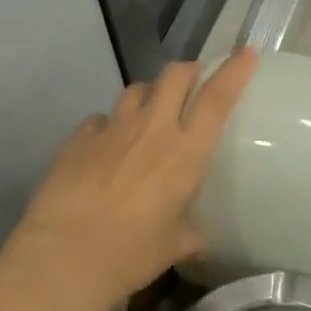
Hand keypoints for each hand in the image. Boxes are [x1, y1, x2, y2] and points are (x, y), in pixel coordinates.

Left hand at [2, 49, 257, 310]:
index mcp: (185, 153)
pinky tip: (106, 144)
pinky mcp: (78, 139)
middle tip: (193, 82)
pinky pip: (100, 119)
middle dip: (188, 71)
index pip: (217, 98)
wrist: (64, 257)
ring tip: (150, 111)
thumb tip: (197, 240)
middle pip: (174, 76)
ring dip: (150, 94)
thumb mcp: (172, 247)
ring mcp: (112, 130)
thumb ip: (189, 235)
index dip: (234, 71)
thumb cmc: (130, 254)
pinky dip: (109, 124)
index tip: (246, 53)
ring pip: (136, 90)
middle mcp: (152, 130)